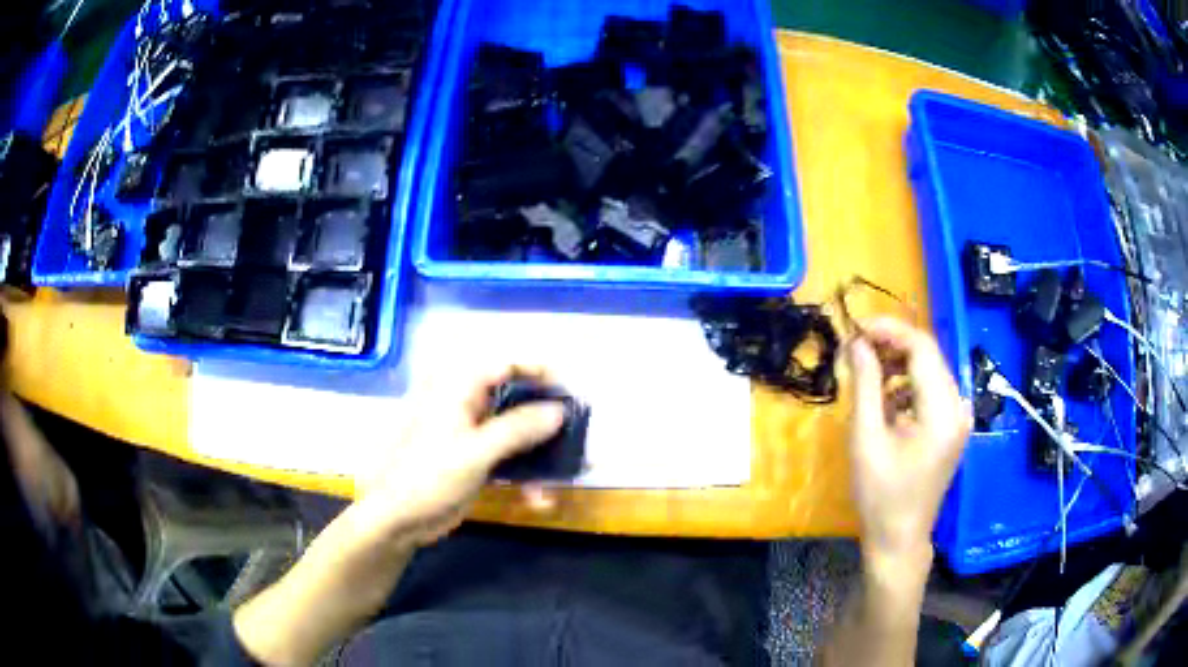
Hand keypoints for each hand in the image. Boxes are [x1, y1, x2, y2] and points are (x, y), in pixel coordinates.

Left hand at [353, 364, 565, 547]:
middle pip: (515, 397)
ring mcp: (472, 434)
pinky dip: (526, 474)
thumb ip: (518, 429)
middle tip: (575, 431)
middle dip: (546, 417)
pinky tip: (538, 499)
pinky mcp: (476, 460)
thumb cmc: (429, 476)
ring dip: (539, 452)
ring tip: (565, 471)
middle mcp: (467, 405)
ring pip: (516, 430)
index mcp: (459, 390)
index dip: (539, 371)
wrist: (400, 518)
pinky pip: (509, 458)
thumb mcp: (475, 452)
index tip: (570, 390)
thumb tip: (559, 410)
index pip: (505, 364)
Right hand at [845, 318, 970, 567]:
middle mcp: (958, 406)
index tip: (856, 327)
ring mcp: (958, 416)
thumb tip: (857, 342)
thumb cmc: (880, 495)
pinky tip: (885, 400)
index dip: (889, 330)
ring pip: (928, 370)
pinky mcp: (951, 426)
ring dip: (897, 364)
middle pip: (928, 356)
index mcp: (943, 410)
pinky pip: (930, 390)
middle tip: (855, 347)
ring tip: (865, 372)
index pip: (922, 348)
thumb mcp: (866, 439)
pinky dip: (906, 385)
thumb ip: (865, 384)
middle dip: (891, 345)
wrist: (899, 538)